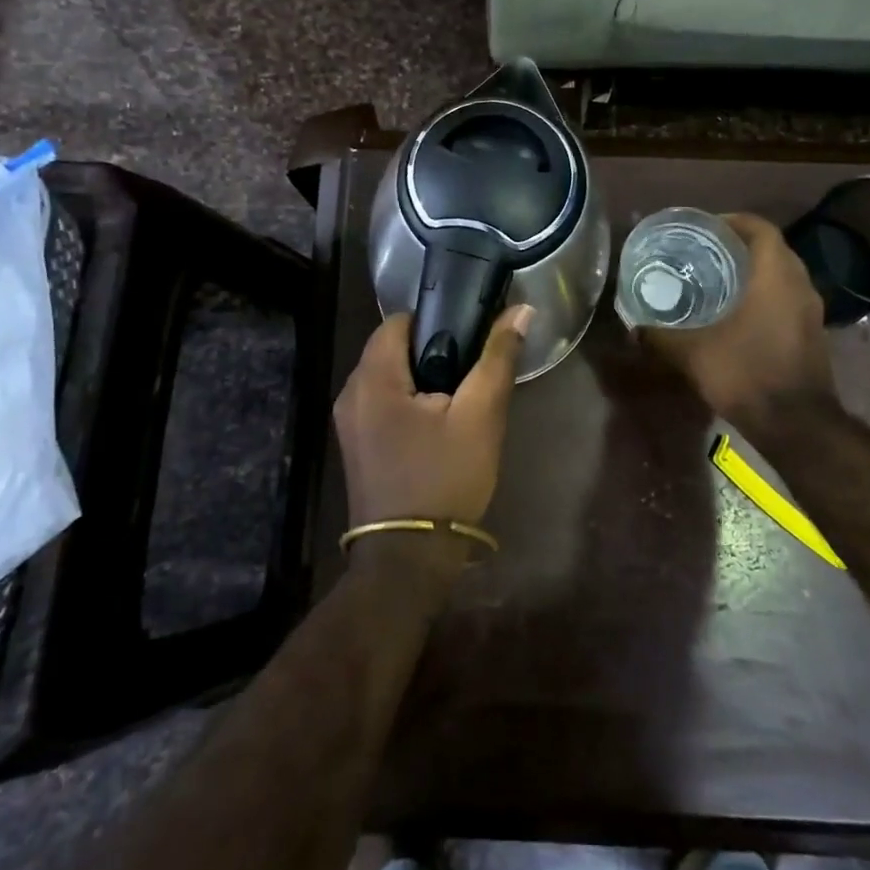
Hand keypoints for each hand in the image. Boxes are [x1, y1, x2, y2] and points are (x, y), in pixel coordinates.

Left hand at [334, 305, 533, 533]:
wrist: (409, 559)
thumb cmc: (444, 480)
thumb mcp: (480, 416)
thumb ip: (497, 358)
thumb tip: (521, 310)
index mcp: (372, 378)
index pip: (399, 321)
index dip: (436, 320)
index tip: (469, 335)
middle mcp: (350, 394)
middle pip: (392, 349)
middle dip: (432, 352)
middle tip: (472, 370)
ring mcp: (349, 423)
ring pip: (389, 378)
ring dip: (422, 379)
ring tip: (461, 397)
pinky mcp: (356, 446)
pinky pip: (383, 405)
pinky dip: (409, 402)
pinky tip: (439, 424)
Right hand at [641, 213, 836, 424]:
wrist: (796, 425)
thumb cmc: (745, 374)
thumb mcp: (691, 353)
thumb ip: (660, 336)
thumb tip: (633, 328)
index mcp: (775, 276)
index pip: (761, 228)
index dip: (733, 221)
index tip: (705, 228)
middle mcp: (800, 285)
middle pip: (772, 249)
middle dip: (740, 246)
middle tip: (704, 252)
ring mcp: (811, 311)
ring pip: (782, 275)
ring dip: (754, 271)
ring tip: (716, 280)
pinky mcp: (813, 333)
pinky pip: (788, 298)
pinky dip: (764, 295)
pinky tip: (737, 313)